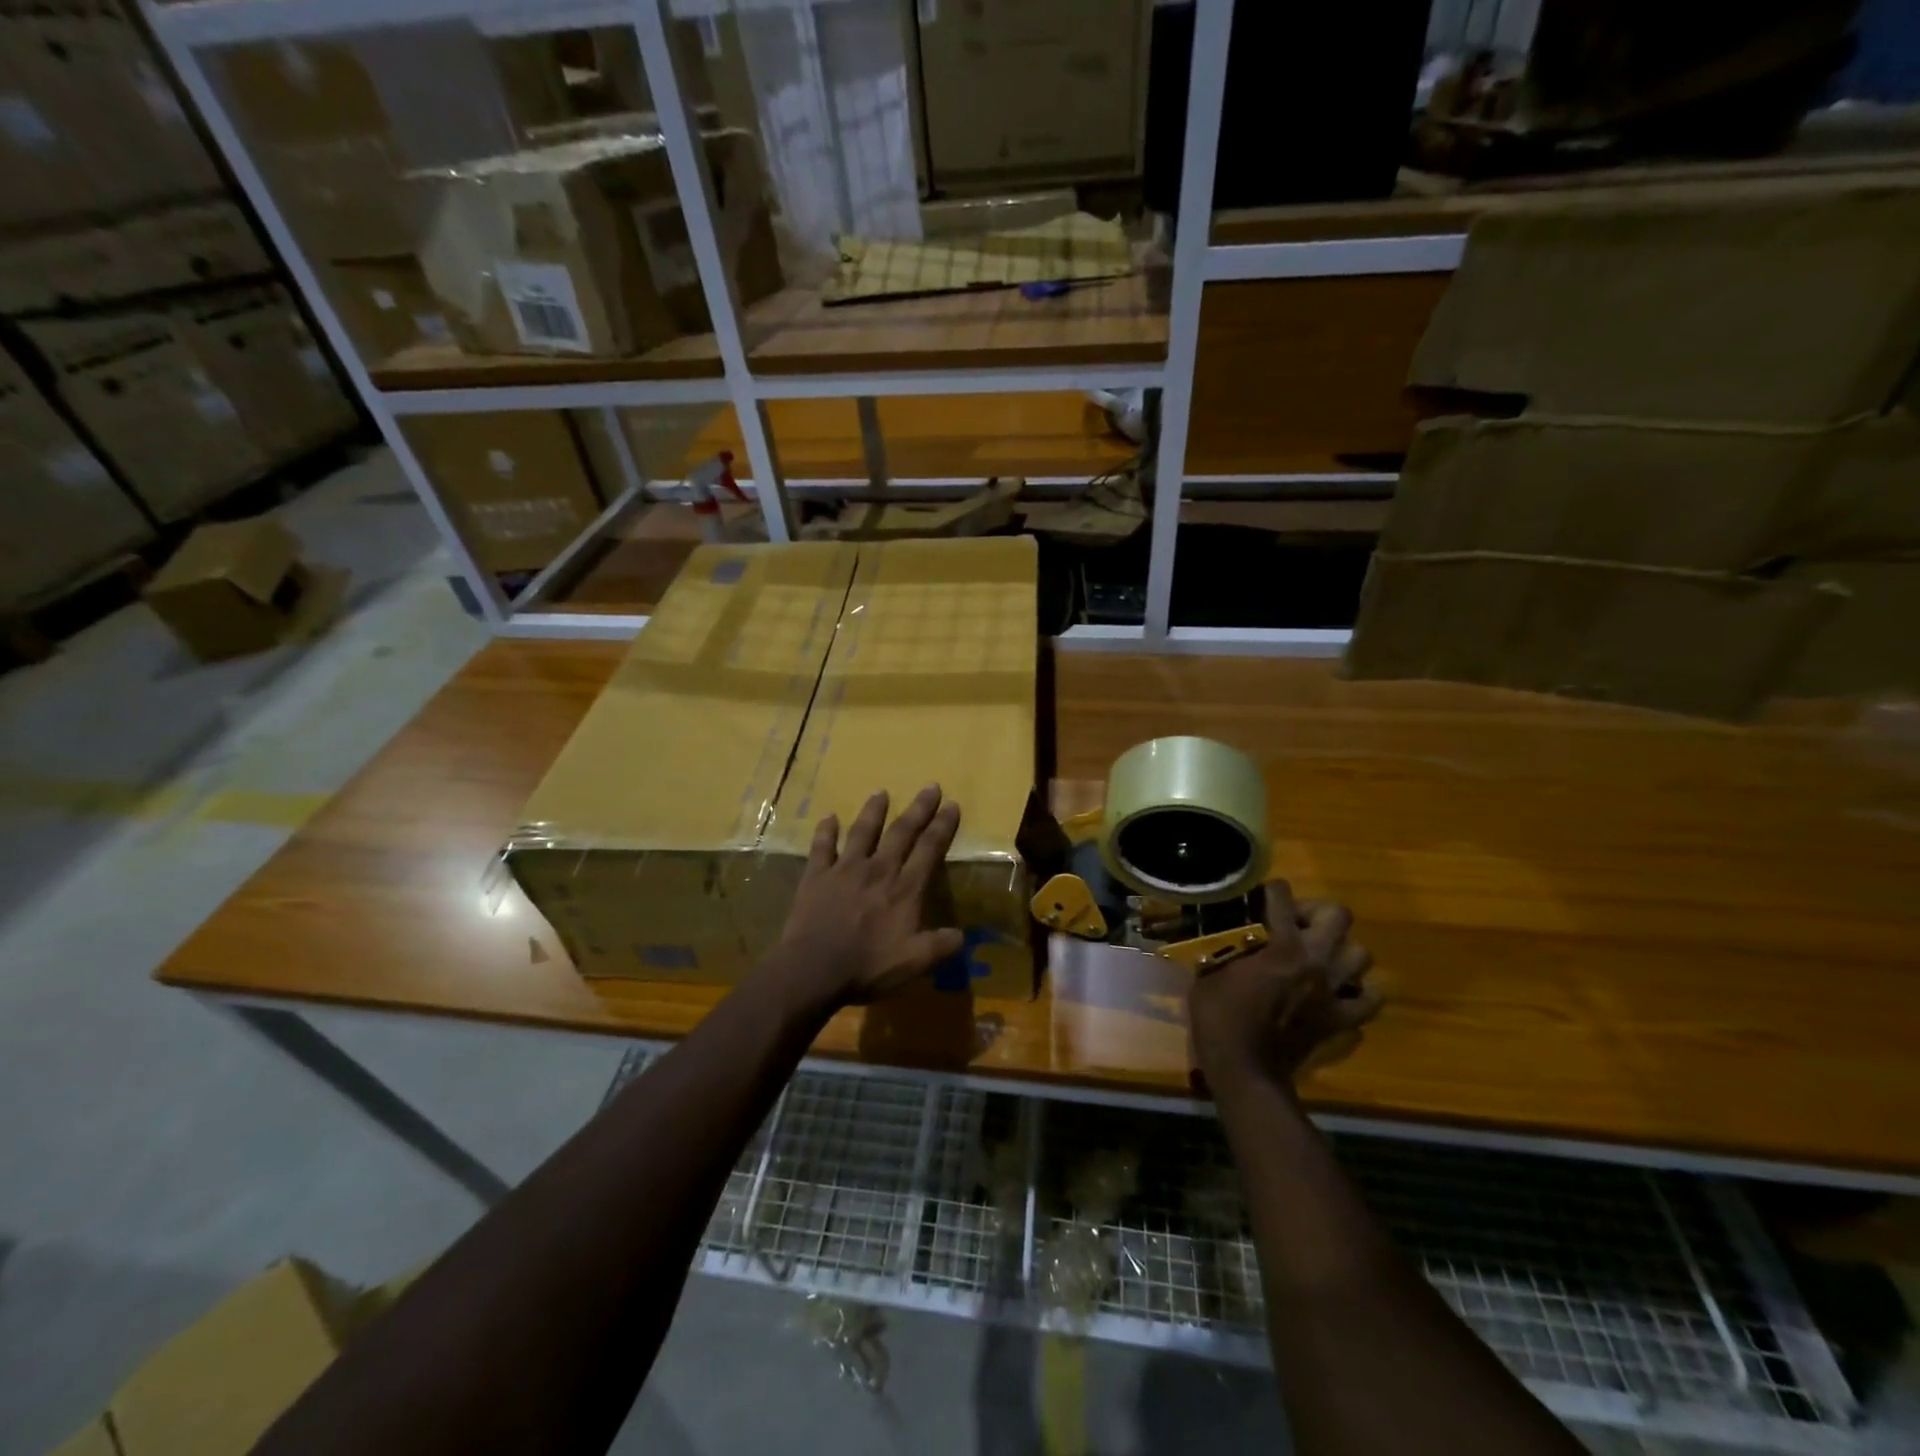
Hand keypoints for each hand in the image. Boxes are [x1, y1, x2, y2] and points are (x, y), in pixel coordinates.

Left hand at [776, 785, 964, 1008]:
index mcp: (905, 889)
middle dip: (918, 809)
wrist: (813, 969)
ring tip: (881, 792)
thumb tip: (962, 936)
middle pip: (901, 832)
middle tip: (930, 786)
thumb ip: (941, 946)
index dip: (942, 826)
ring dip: (873, 811)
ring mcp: (845, 869)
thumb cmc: (867, 967)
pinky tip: (829, 817)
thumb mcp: (914, 963)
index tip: (952, 805)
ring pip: (862, 832)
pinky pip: (822, 847)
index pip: (929, 850)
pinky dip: (826, 831)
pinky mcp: (817, 876)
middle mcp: (878, 870)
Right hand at [1189, 880, 1380, 1089]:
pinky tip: (1341, 991)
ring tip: (1319, 957)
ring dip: (1341, 951)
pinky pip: (1370, 999)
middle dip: (1317, 913)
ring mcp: (1334, 991)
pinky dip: (1361, 991)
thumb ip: (1226, 950)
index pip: (1282, 896)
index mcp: (1281, 945)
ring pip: (1361, 954)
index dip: (1272, 890)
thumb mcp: (1209, 973)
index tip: (1262, 895)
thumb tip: (1224, 939)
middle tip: (1295, 925)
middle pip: (1338, 915)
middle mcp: (1316, 961)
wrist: (1245, 1069)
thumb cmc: (1220, 1017)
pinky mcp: (1342, 1019)